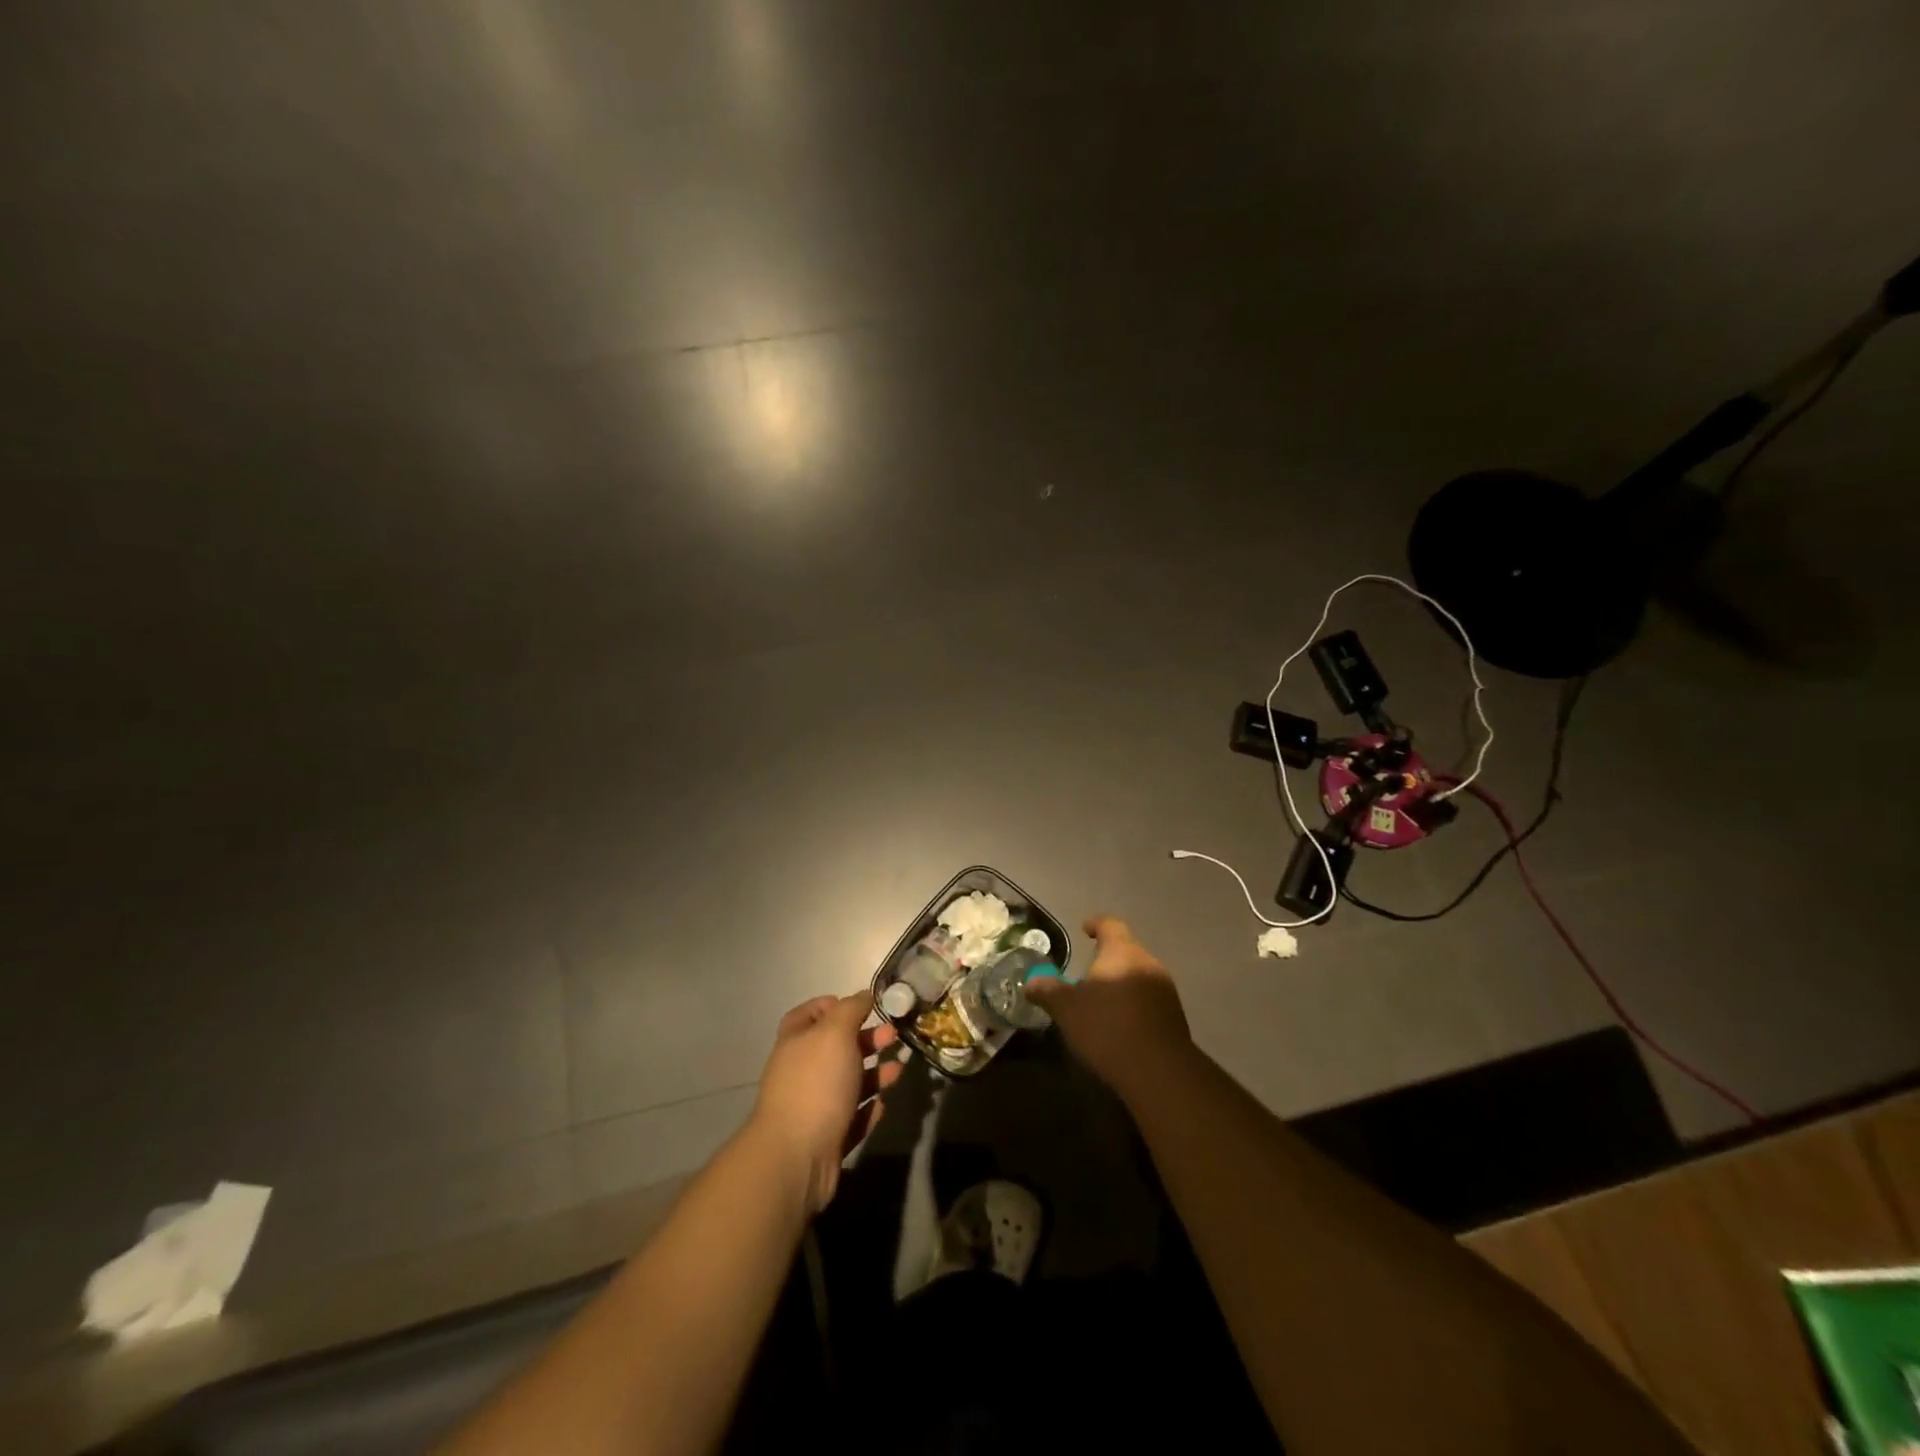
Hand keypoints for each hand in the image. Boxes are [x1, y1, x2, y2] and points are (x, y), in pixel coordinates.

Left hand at [751, 994, 901, 1213]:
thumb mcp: (836, 1033)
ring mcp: (812, 1107)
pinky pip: (851, 1117)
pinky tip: (883, 1105)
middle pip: (835, 1048)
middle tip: (893, 1036)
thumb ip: (851, 1009)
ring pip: (847, 1083)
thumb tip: (864, 994)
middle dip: (865, 1039)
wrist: (796, 1157)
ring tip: (899, 1070)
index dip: (832, 1006)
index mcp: (796, 1042)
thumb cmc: (816, 1083)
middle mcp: (801, 1072)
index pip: (808, 1014)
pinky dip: (868, 1108)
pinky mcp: (826, 1139)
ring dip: (875, 1074)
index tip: (862, 1006)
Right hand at [1025, 916, 1190, 1099]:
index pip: (1110, 925)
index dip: (1096, 924)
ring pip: (1139, 975)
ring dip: (1122, 982)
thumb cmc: (1107, 1027)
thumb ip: (1047, 990)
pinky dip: (1133, 1003)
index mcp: (1121, 951)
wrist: (1159, 1071)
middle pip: (1126, 950)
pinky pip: (1149, 998)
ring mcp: (1165, 989)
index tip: (1084, 928)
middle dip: (1107, 958)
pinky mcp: (1175, 1016)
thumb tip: (1030, 981)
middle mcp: (1147, 962)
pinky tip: (1120, 1023)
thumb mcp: (1066, 1008)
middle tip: (1087, 971)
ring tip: (1102, 1000)